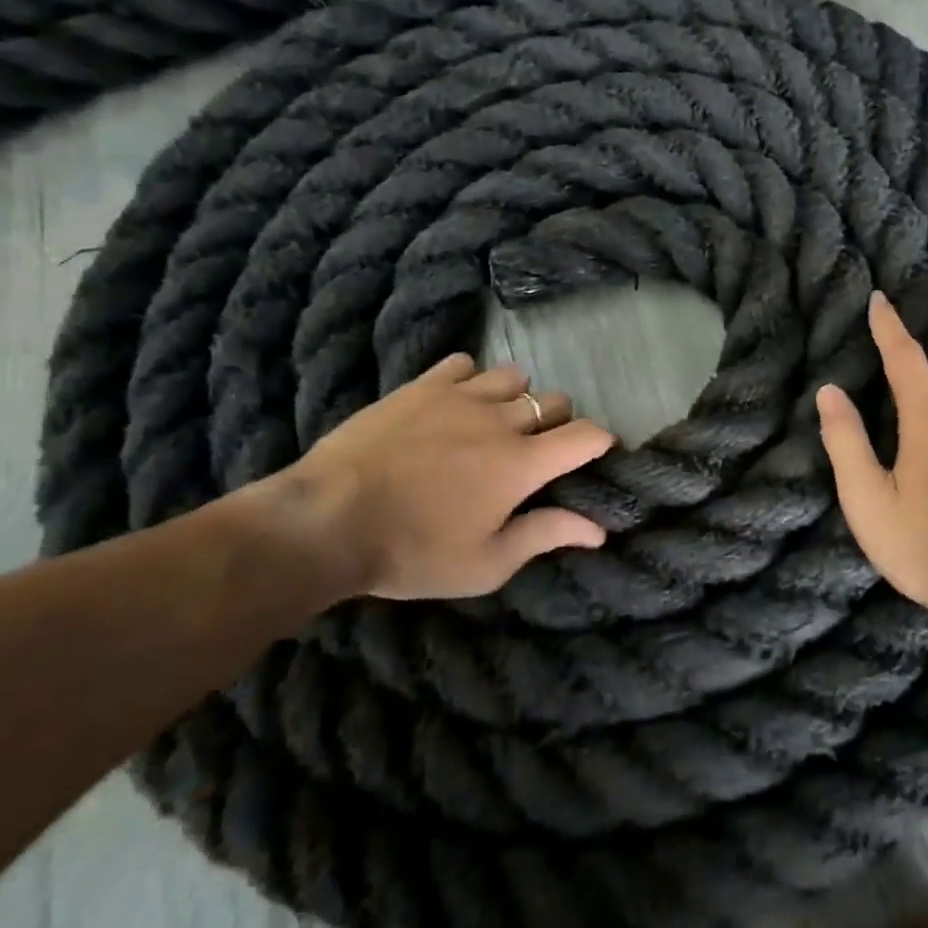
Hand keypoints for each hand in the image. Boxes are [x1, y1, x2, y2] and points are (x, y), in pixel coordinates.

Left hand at [254, 353, 614, 601]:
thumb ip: (545, 536)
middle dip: (557, 424)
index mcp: (522, 465)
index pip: (586, 435)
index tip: (598, 454)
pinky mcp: (422, 386)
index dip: (602, 441)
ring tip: (495, 424)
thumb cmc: (411, 552)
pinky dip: (471, 380)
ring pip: (514, 377)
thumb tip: (599, 528)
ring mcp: (460, 396)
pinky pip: (465, 364)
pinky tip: (455, 404)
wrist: (326, 521)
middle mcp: (501, 421)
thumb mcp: (485, 564)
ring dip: (516, 399)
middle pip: (554, 402)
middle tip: (535, 453)